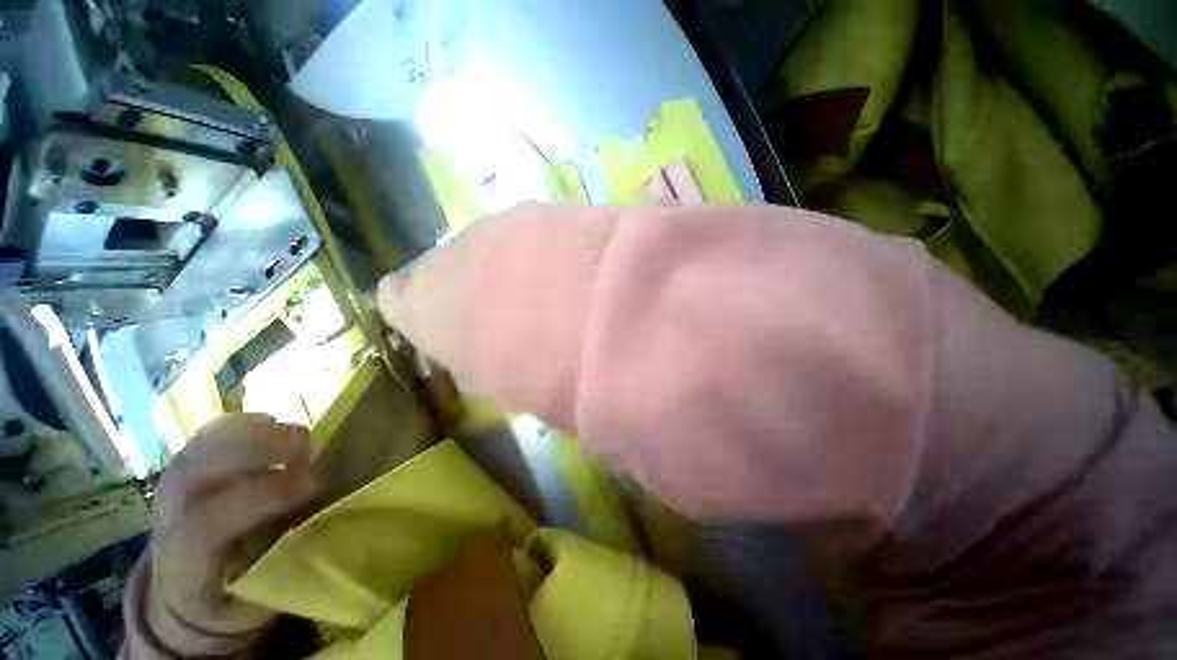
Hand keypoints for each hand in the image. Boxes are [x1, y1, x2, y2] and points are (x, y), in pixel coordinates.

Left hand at [144, 414, 319, 654]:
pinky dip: (239, 423)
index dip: (262, 496)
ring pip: (199, 447)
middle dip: (255, 450)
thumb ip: (283, 564)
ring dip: (253, 432)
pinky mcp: (182, 469)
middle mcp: (165, 521)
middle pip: (196, 471)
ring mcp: (169, 490)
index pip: (208, 524)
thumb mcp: (256, 604)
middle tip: (309, 446)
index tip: (315, 483)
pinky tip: (270, 423)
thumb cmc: (228, 602)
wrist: (181, 594)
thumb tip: (325, 521)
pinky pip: (204, 435)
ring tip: (298, 434)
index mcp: (182, 567)